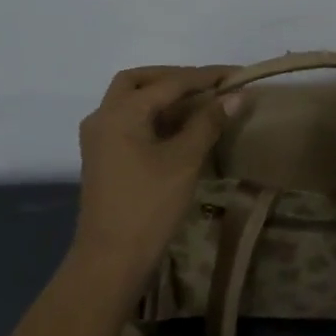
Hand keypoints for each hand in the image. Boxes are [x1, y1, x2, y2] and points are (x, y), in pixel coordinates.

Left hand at [73, 64, 239, 286]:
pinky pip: (128, 121)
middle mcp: (104, 116)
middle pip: (139, 81)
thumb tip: (236, 95)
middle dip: (174, 78)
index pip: (170, 82)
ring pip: (130, 100)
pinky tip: (178, 127)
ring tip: (198, 103)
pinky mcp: (102, 157)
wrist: (110, 262)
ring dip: (162, 96)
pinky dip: (152, 115)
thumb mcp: (184, 161)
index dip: (205, 77)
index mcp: (122, 111)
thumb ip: (208, 122)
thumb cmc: (148, 206)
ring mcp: (99, 138)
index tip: (236, 74)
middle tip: (207, 85)